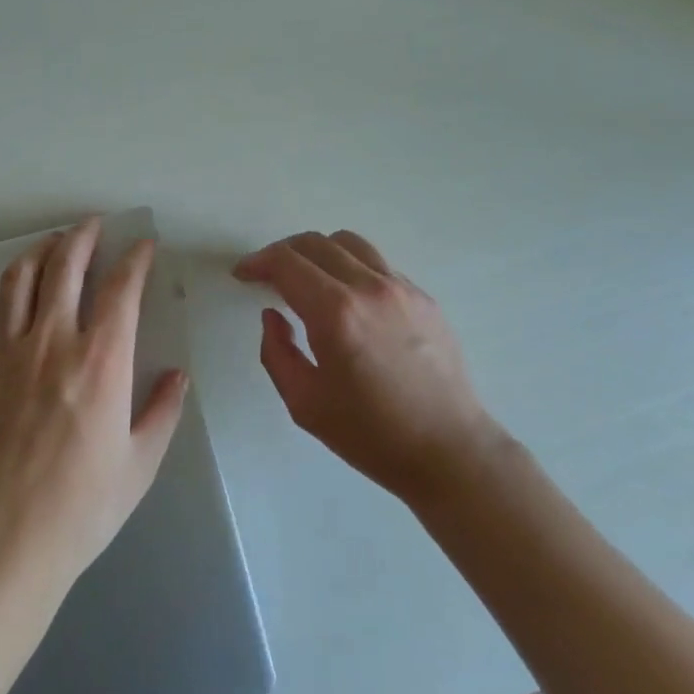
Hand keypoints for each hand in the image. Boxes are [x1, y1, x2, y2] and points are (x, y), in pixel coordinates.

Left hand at [0, 217, 187, 591]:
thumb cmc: (80, 508)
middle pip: (65, 267)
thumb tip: (177, 375)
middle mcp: (53, 342)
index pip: (121, 289)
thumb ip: (162, 411)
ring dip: (37, 253)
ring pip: (19, 281)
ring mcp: (5, 354)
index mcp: (102, 361)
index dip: (135, 259)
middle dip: (82, 237)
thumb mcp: (140, 464)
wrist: (1, 544)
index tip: (143, 246)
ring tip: (49, 243)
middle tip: (92, 224)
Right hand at [235, 230, 499, 502]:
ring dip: (319, 252)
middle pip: (315, 243)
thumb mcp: (304, 403)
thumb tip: (274, 315)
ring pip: (350, 243)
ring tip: (308, 278)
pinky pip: (378, 265)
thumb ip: (276, 352)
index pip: (287, 263)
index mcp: (336, 313)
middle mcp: (369, 287)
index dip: (258, 262)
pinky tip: (348, 299)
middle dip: (283, 253)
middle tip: (268, 276)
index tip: (243, 274)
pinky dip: (352, 267)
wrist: (449, 450)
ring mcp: (402, 288)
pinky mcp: (424, 297)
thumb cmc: (371, 435)